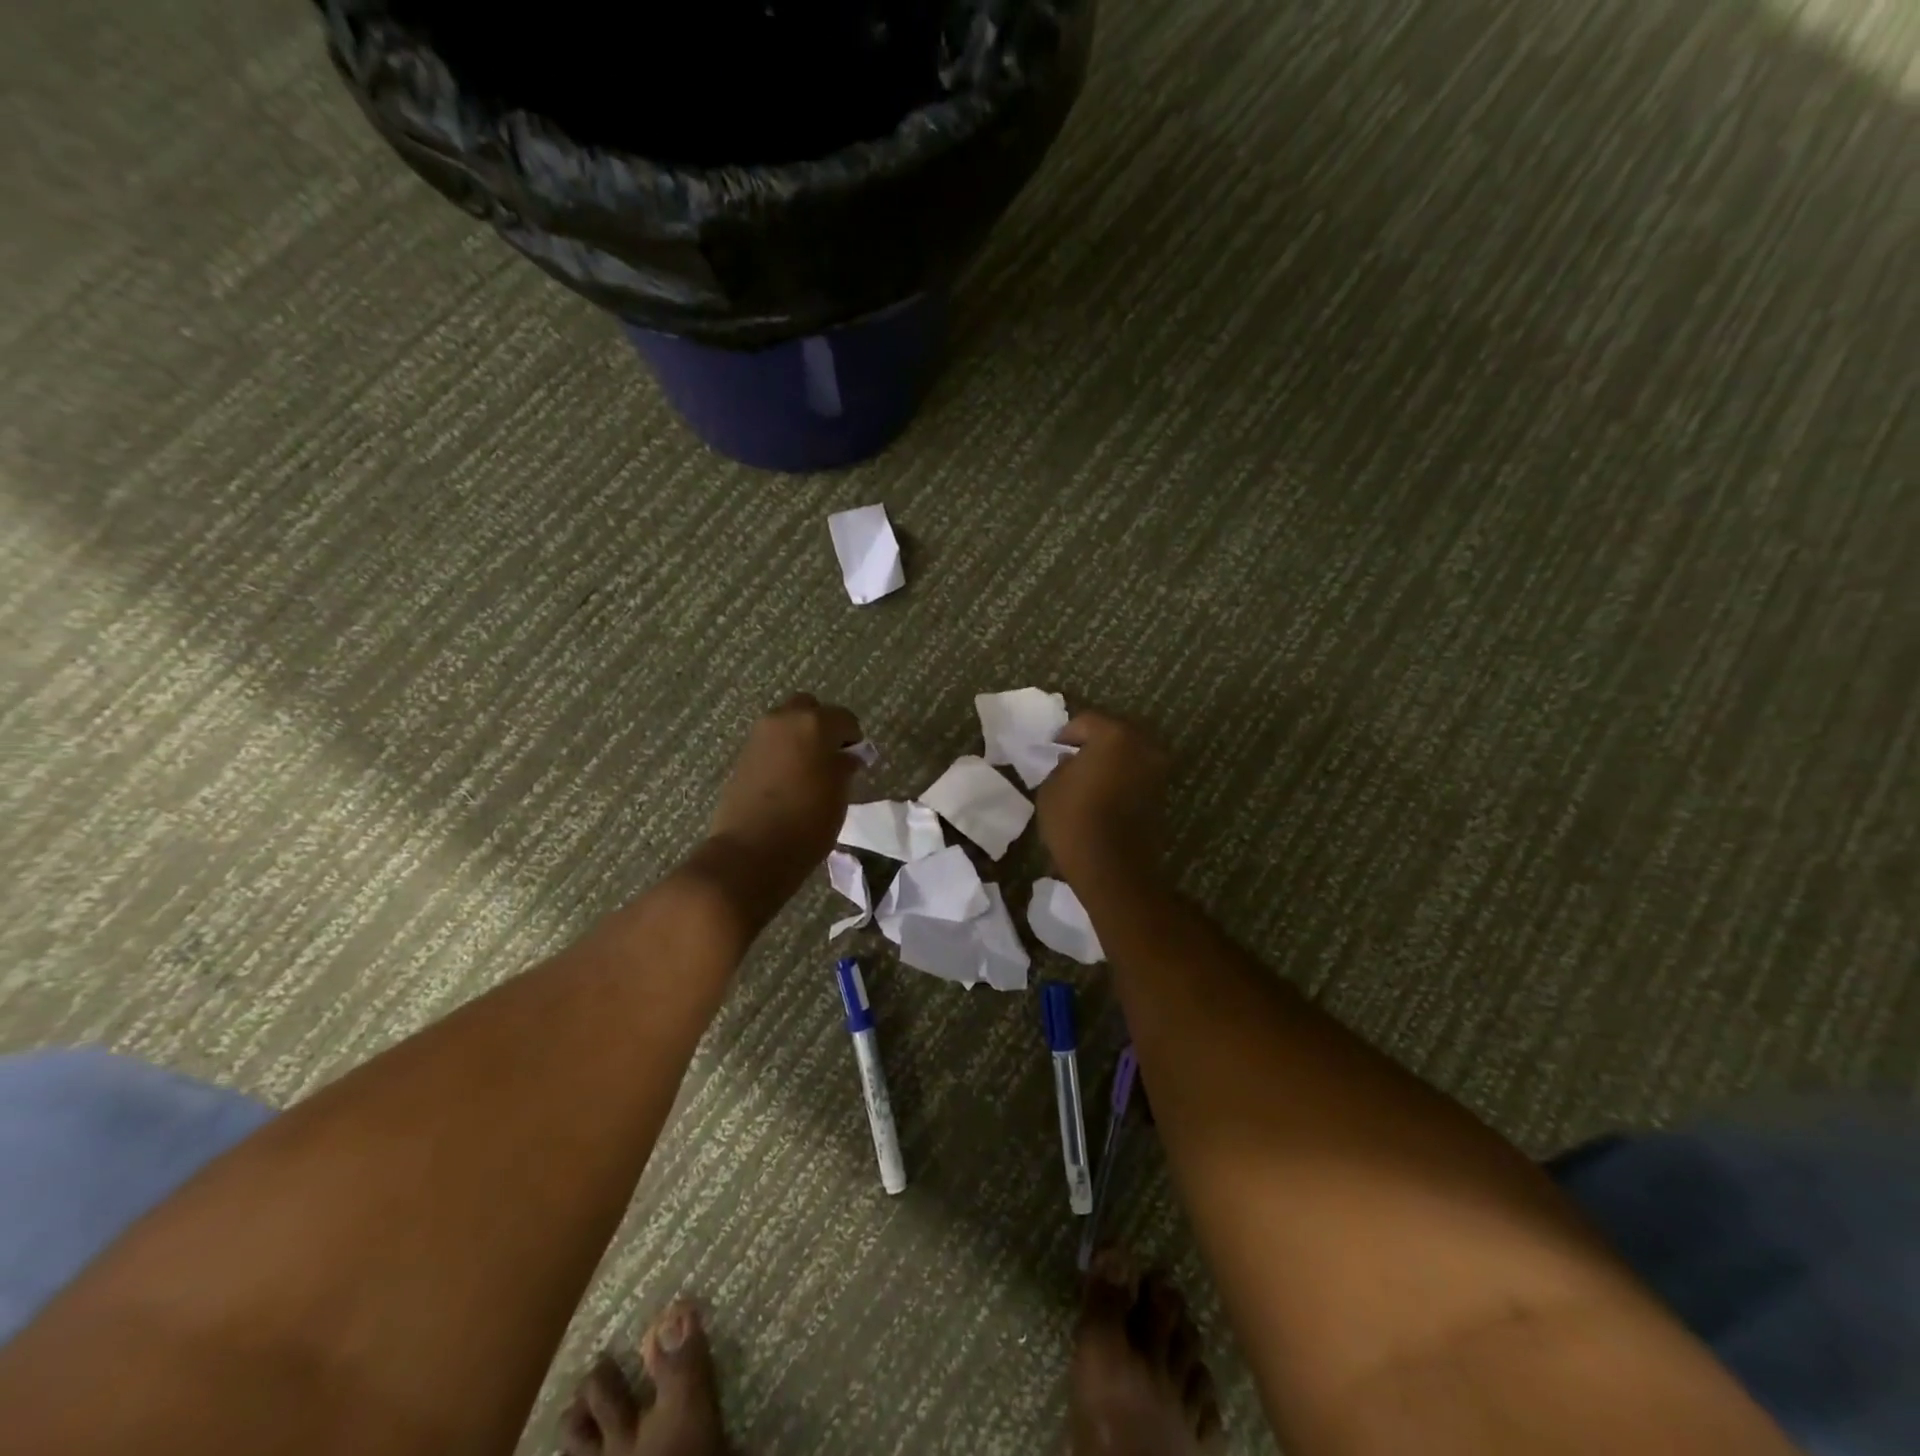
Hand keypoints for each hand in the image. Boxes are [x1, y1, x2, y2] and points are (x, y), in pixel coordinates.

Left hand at [707, 693, 862, 880]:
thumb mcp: (839, 794)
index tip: (857, 759)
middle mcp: (783, 720)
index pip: (844, 718)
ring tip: (810, 770)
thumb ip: (844, 767)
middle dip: (822, 726)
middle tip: (831, 755)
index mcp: (814, 723)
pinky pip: (770, 744)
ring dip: (799, 738)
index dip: (854, 737)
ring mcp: (758, 737)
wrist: (752, 851)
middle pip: (808, 709)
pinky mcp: (742, 757)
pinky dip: (782, 753)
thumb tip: (846, 756)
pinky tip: (788, 780)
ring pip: (785, 724)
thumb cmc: (808, 821)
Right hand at [1036, 710, 1170, 883]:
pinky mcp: (1162, 793)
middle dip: (1094, 742)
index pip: (1086, 720)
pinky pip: (1137, 774)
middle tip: (1072, 758)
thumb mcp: (1051, 787)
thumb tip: (1073, 761)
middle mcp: (1143, 745)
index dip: (1066, 733)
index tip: (1053, 749)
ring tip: (1089, 777)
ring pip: (1129, 753)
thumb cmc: (1075, 822)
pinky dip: (1122, 777)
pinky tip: (1104, 792)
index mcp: (1114, 735)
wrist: (1113, 869)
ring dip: (1111, 760)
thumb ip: (1062, 765)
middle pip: (1114, 732)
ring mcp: (1157, 769)